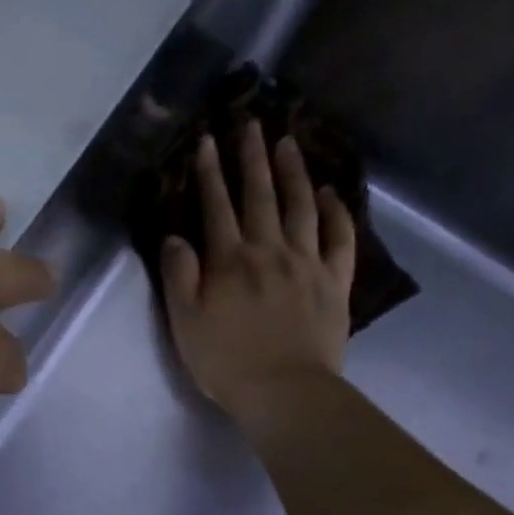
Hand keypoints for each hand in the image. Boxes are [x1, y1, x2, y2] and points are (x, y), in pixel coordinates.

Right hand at [160, 120, 355, 421]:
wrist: (284, 391)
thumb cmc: (225, 361)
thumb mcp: (184, 323)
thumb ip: (178, 276)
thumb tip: (175, 237)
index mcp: (229, 261)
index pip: (216, 207)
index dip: (209, 172)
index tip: (206, 140)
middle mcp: (269, 251)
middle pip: (260, 195)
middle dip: (251, 157)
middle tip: (249, 123)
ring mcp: (307, 263)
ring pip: (300, 206)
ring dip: (293, 172)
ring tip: (287, 143)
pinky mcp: (334, 281)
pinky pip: (339, 238)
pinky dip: (335, 212)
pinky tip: (330, 193)